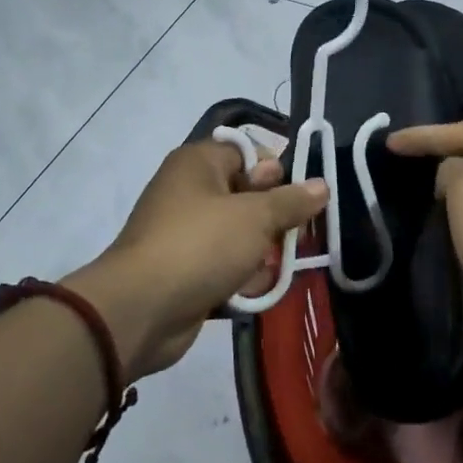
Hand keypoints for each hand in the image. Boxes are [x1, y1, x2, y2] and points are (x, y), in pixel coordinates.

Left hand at [68, 139, 325, 378]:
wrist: (140, 310)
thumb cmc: (201, 245)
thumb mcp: (256, 217)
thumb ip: (292, 201)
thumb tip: (322, 185)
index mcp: (199, 163)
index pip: (248, 152)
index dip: (276, 171)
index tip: (298, 196)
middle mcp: (189, 191)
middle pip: (247, 195)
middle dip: (274, 219)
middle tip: (294, 237)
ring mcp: (184, 232)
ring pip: (239, 234)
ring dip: (260, 253)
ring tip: (269, 269)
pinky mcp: (184, 269)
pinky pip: (222, 264)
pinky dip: (238, 277)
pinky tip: (250, 291)